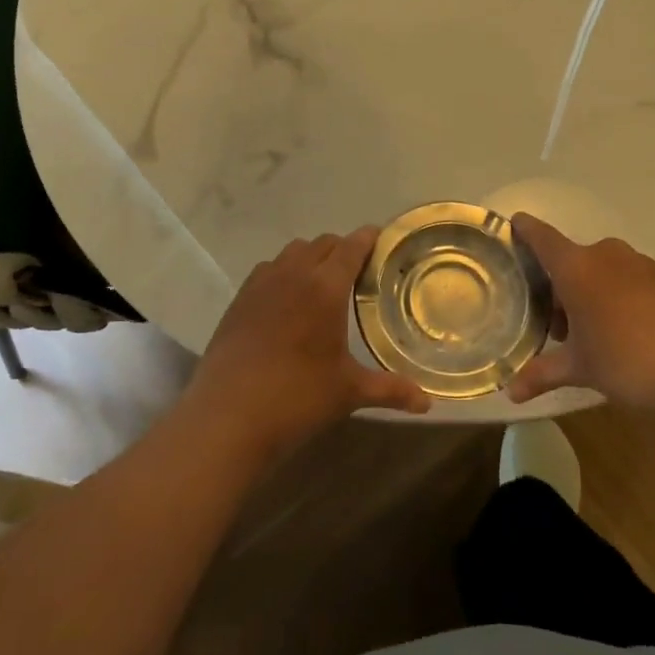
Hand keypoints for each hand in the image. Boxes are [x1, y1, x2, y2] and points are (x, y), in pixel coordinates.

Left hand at [183, 227, 429, 460]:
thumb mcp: (348, 392)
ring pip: (292, 252)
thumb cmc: (296, 398)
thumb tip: (427, 403)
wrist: (227, 416)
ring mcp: (261, 284)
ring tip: (322, 284)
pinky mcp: (238, 300)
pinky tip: (286, 302)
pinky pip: (267, 270)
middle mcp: (293, 274)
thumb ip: (390, 390)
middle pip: (322, 244)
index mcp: (325, 287)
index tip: (381, 239)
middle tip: (358, 272)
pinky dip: (283, 273)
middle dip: (342, 249)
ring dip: (311, 258)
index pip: (351, 247)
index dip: (368, 239)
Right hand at [505, 214, 654, 419]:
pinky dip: (621, 296)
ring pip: (603, 269)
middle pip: (573, 259)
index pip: (542, 237)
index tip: (514, 224)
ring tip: (595, 333)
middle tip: (559, 325)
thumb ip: (543, 374)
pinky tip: (629, 332)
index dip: (525, 229)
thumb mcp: (580, 370)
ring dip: (592, 292)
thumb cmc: (627, 363)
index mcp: (577, 268)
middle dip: (561, 286)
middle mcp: (607, 255)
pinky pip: (631, 279)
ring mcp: (642, 264)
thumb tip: (511, 393)